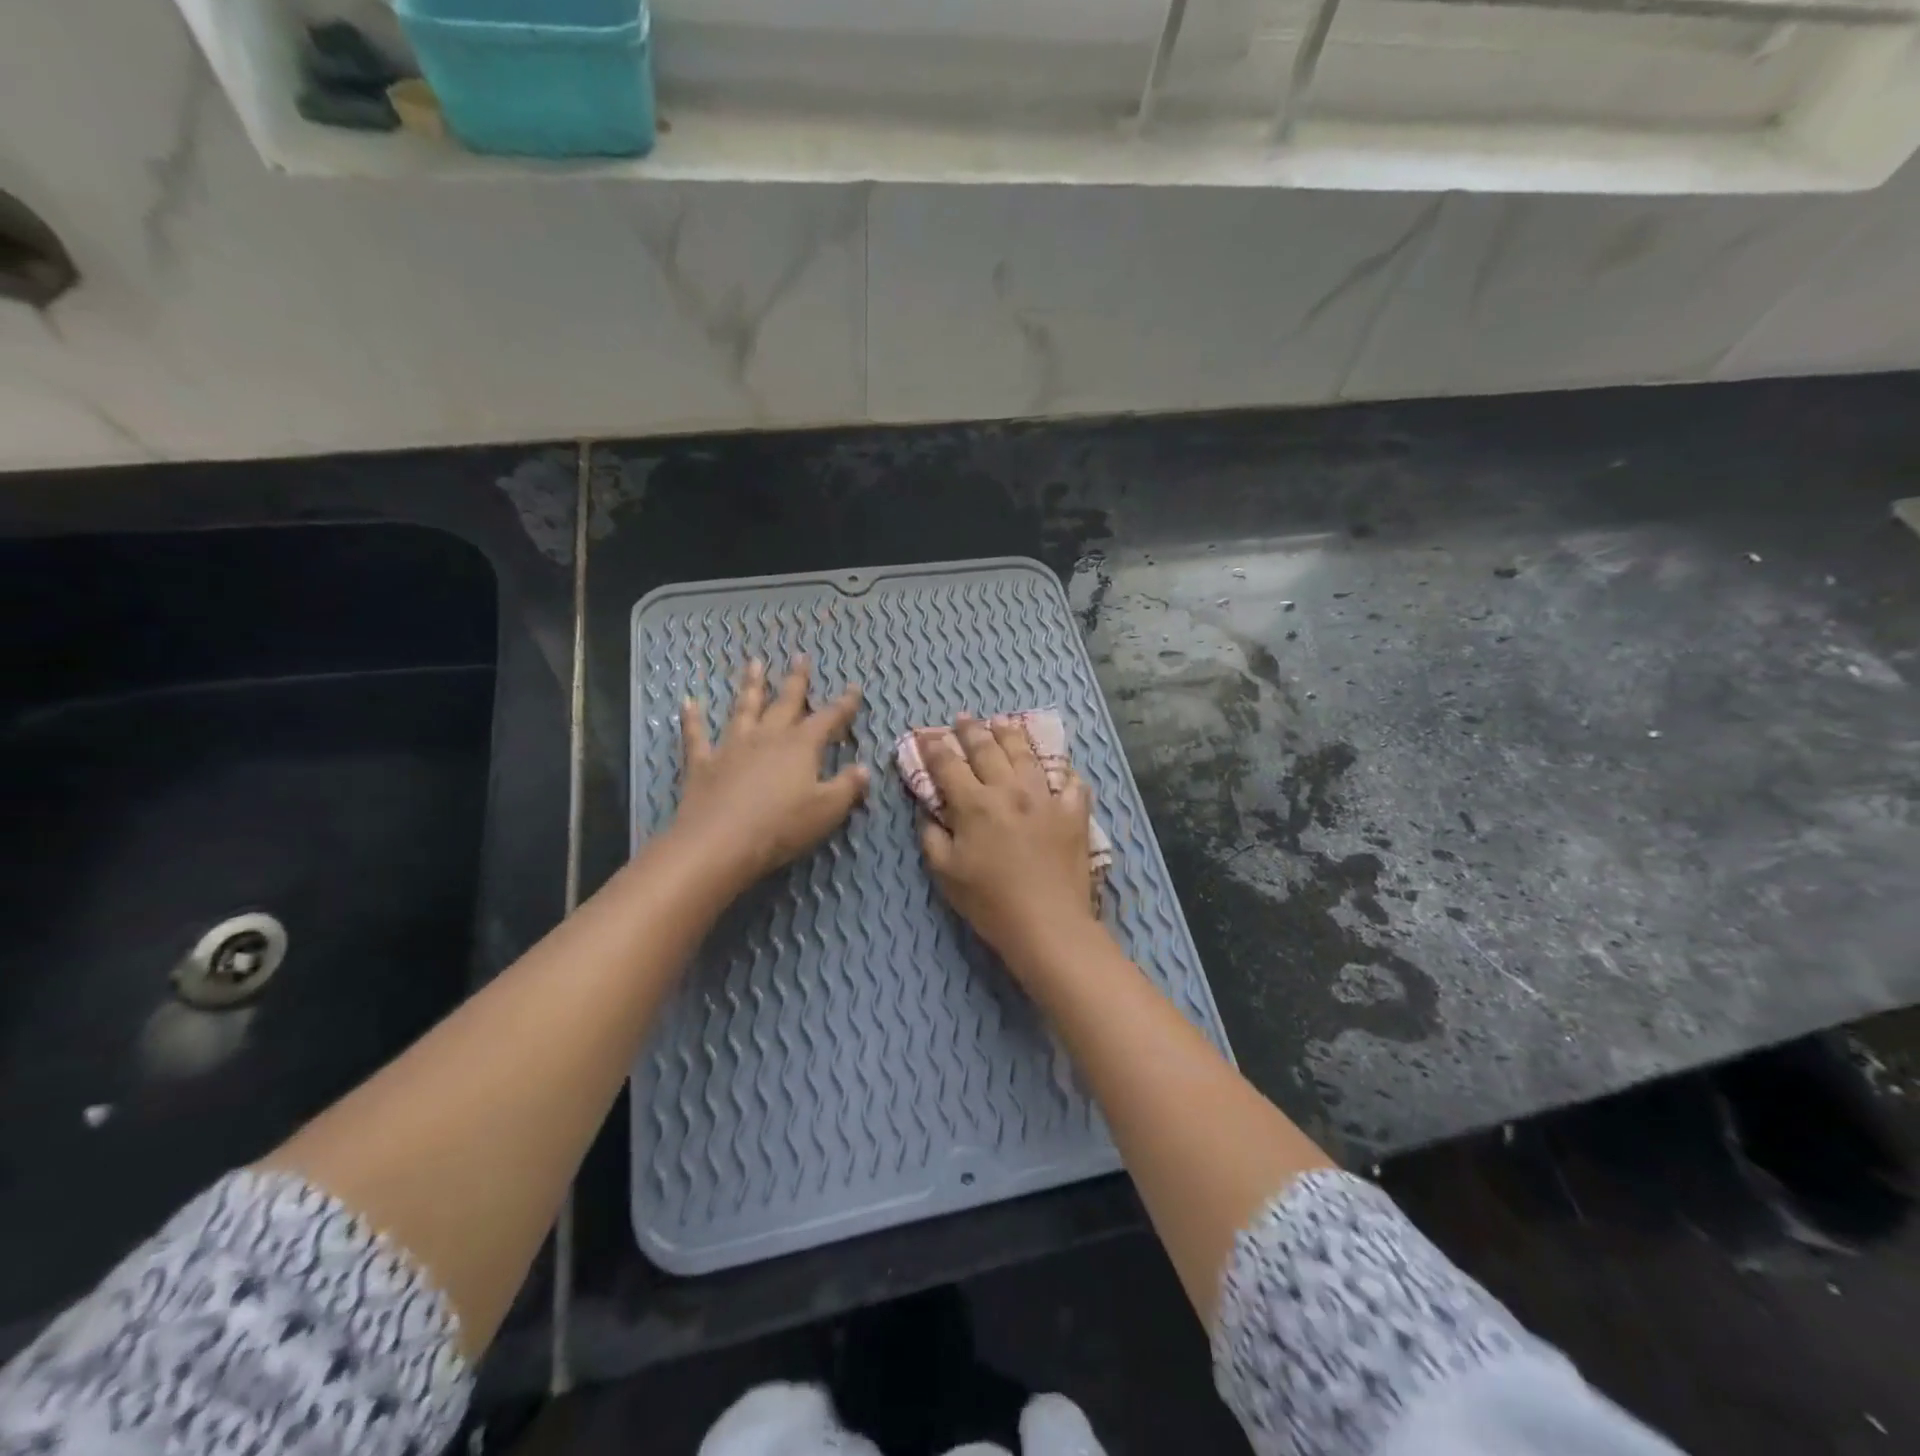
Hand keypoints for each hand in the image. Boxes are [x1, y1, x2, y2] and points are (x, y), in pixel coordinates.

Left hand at [670, 656, 868, 893]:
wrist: (720, 843)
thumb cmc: (781, 826)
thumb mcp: (827, 810)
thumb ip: (847, 787)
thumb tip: (864, 769)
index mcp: (801, 746)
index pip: (828, 718)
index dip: (844, 704)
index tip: (854, 687)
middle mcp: (768, 737)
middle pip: (785, 702)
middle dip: (796, 680)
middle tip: (801, 656)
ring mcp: (732, 747)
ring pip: (744, 709)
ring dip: (750, 685)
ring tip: (754, 663)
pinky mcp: (703, 764)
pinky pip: (697, 736)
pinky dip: (693, 719)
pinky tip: (688, 702)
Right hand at [917, 715, 1102, 976]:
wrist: (1047, 923)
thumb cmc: (989, 902)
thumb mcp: (945, 872)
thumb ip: (932, 835)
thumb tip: (927, 811)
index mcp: (974, 804)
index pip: (948, 765)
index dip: (934, 747)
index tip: (926, 735)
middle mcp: (1009, 790)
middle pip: (988, 749)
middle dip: (971, 730)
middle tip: (963, 718)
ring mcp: (1045, 797)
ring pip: (1027, 754)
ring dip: (1011, 734)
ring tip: (1002, 723)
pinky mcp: (1073, 812)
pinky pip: (1070, 781)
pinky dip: (1062, 770)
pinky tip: (1056, 766)